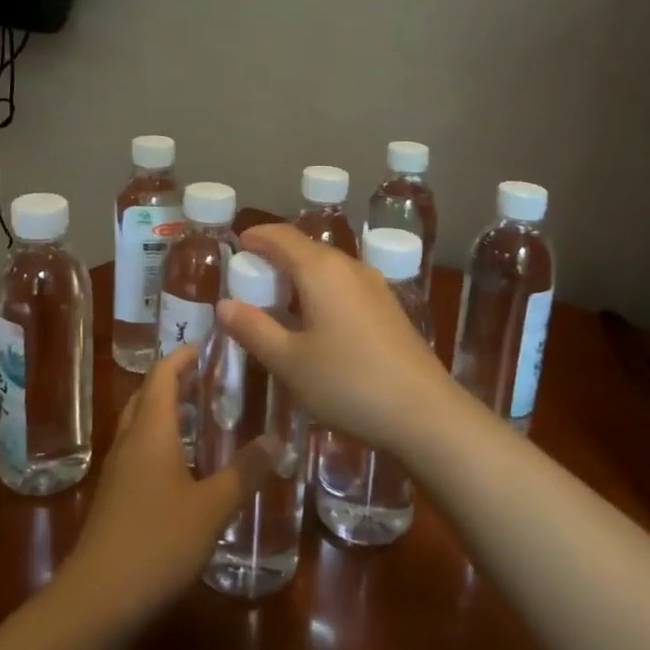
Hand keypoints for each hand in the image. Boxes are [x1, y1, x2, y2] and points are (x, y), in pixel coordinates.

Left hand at [57, 347, 278, 635]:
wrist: (96, 600)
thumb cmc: (156, 543)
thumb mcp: (211, 508)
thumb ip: (245, 472)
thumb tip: (277, 440)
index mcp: (150, 431)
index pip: (163, 375)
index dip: (183, 356)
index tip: (209, 344)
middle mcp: (129, 441)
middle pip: (147, 395)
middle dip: (176, 380)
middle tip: (211, 377)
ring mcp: (118, 470)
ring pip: (140, 424)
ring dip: (167, 410)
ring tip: (204, 414)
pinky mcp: (114, 497)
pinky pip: (138, 450)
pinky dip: (161, 440)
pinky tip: (185, 464)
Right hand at [216, 224, 453, 452]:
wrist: (424, 412)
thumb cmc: (348, 382)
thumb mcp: (289, 362)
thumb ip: (254, 329)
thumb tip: (224, 304)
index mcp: (321, 270)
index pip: (281, 236)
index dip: (256, 237)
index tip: (236, 246)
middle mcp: (350, 267)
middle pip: (306, 249)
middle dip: (275, 259)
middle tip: (250, 282)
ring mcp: (375, 286)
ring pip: (328, 268)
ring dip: (299, 277)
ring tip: (278, 304)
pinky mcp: (389, 308)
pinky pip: (345, 286)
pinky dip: (321, 292)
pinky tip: (316, 323)